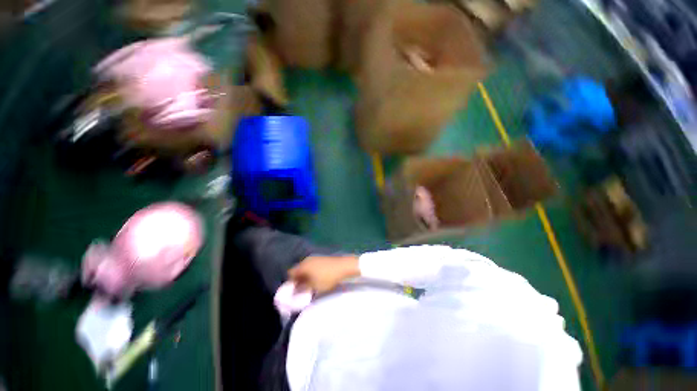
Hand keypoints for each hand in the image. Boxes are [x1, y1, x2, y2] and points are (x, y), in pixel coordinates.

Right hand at [288, 255, 359, 293]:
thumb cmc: (328, 277)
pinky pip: (312, 266)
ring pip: (305, 267)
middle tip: (301, 289)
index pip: (290, 273)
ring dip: (305, 276)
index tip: (293, 291)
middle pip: (298, 270)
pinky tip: (317, 278)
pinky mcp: (321, 258)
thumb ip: (303, 289)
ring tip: (310, 285)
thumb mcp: (314, 286)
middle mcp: (307, 260)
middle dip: (298, 279)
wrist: (344, 266)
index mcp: (303, 265)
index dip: (290, 282)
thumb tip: (294, 291)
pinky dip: (312, 272)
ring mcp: (315, 258)